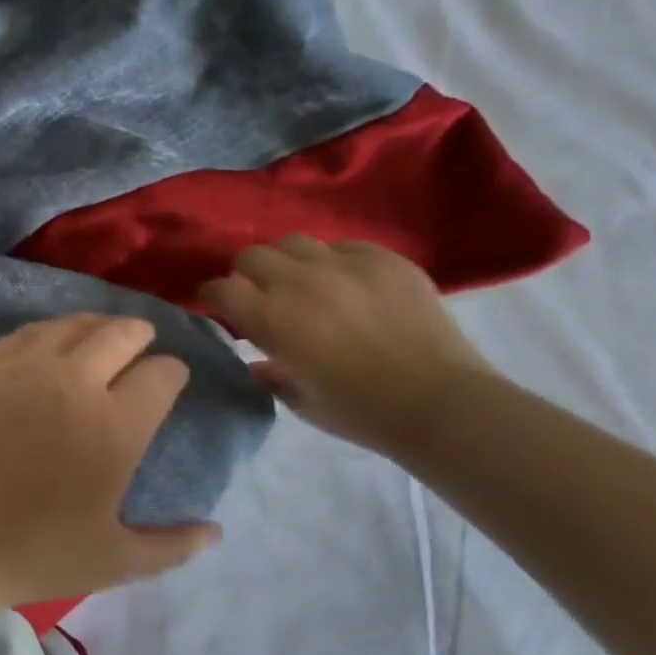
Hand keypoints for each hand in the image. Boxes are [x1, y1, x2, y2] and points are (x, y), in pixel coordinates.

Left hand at [0, 314, 220, 607]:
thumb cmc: (33, 554)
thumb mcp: (115, 561)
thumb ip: (173, 546)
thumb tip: (215, 532)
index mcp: (114, 425)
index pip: (161, 374)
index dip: (173, 373)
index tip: (171, 380)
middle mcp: (72, 381)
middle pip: (119, 333)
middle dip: (139, 335)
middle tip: (141, 345)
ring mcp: (20, 369)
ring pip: (69, 325)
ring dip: (93, 327)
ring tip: (99, 336)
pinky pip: (22, 335)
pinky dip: (45, 334)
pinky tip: (45, 345)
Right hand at [200, 236, 492, 456]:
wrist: (441, 403)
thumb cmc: (362, 412)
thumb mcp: (301, 403)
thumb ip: (271, 376)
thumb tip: (257, 362)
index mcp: (271, 319)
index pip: (220, 288)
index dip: (214, 296)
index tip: (219, 307)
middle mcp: (299, 282)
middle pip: (252, 256)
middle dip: (247, 274)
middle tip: (261, 295)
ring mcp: (344, 265)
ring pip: (295, 242)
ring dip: (288, 262)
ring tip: (304, 283)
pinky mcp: (384, 259)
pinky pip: (344, 246)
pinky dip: (335, 262)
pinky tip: (349, 285)